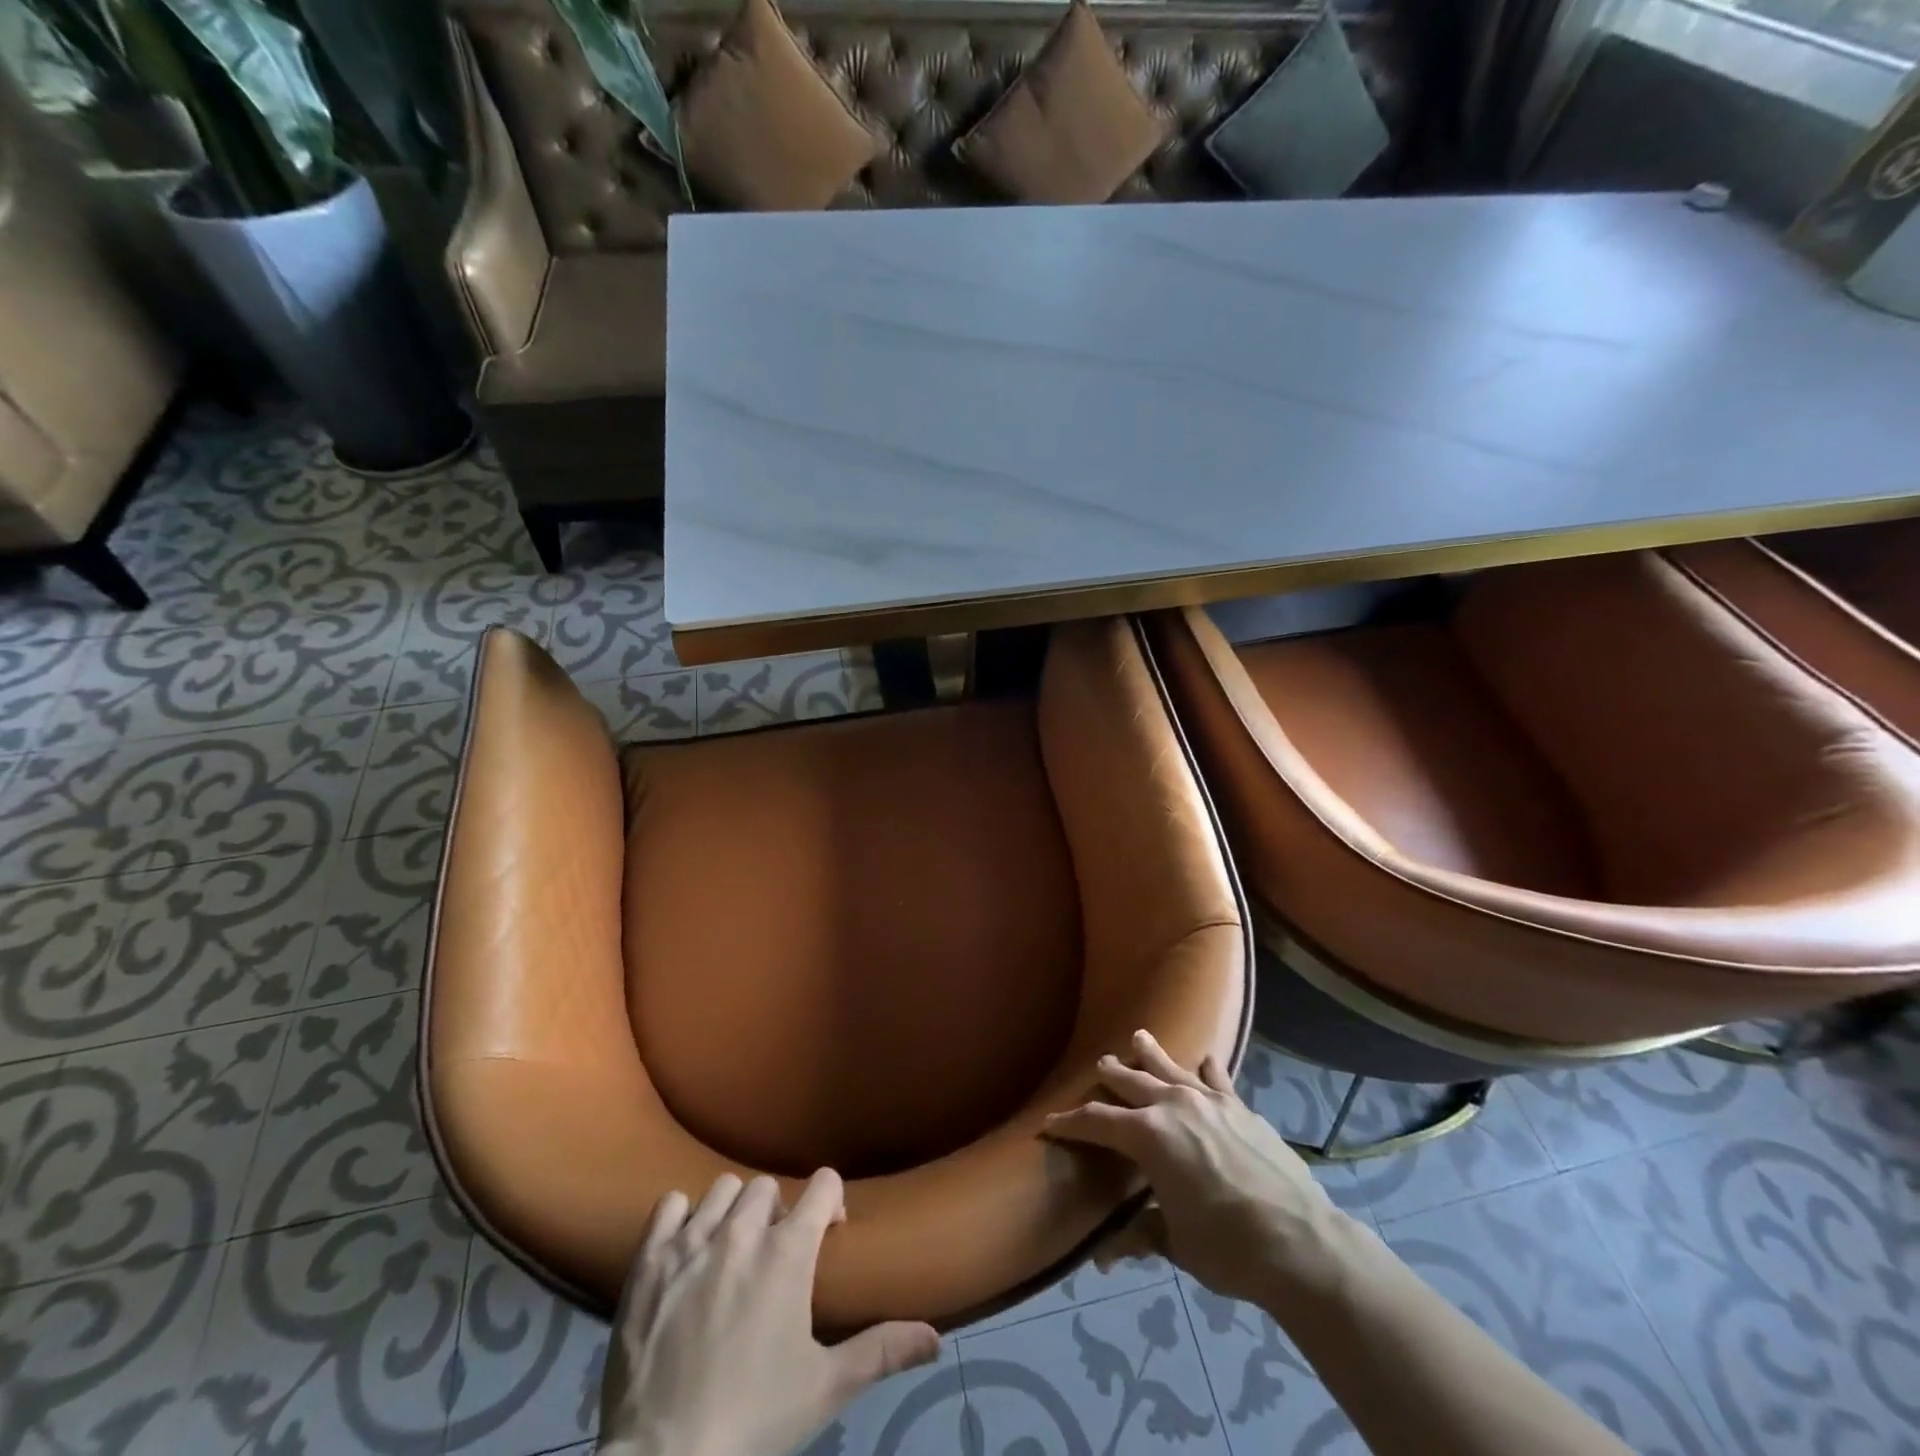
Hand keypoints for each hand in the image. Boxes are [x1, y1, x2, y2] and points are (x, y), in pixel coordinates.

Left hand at [596, 1169, 940, 1455]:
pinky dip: (681, 1219)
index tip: (828, 1233)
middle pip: (768, 1186)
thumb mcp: (825, 1389)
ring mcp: (691, 1241)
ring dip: (733, 1213)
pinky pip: (670, 1205)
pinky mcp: (648, 1260)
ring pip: (722, 1190)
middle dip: (779, 1212)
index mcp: (788, 1252)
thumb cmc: (754, 1422)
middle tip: (775, 1257)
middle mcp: (742, 1231)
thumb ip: (882, 1351)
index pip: (823, 1183)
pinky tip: (686, 1252)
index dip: (830, 1202)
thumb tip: (937, 1338)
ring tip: (731, 1253)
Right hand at [1045, 1029, 1346, 1305]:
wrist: (1302, 1243)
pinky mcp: (1242, 1108)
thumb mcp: (1176, 1243)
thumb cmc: (1227, 1247)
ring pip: (1171, 1068)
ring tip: (1138, 1037)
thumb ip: (1140, 1235)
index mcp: (1148, 1136)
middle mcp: (1174, 1106)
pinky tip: (1203, 1059)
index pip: (1097, 1122)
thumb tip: (1103, 1258)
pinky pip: (1217, 1078)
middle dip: (1112, 1075)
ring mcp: (1211, 1101)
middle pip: (1132, 1081)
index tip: (1050, 1122)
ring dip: (1151, 1054)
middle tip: (1100, 1066)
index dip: (1071, 1123)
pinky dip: (1206, 1069)